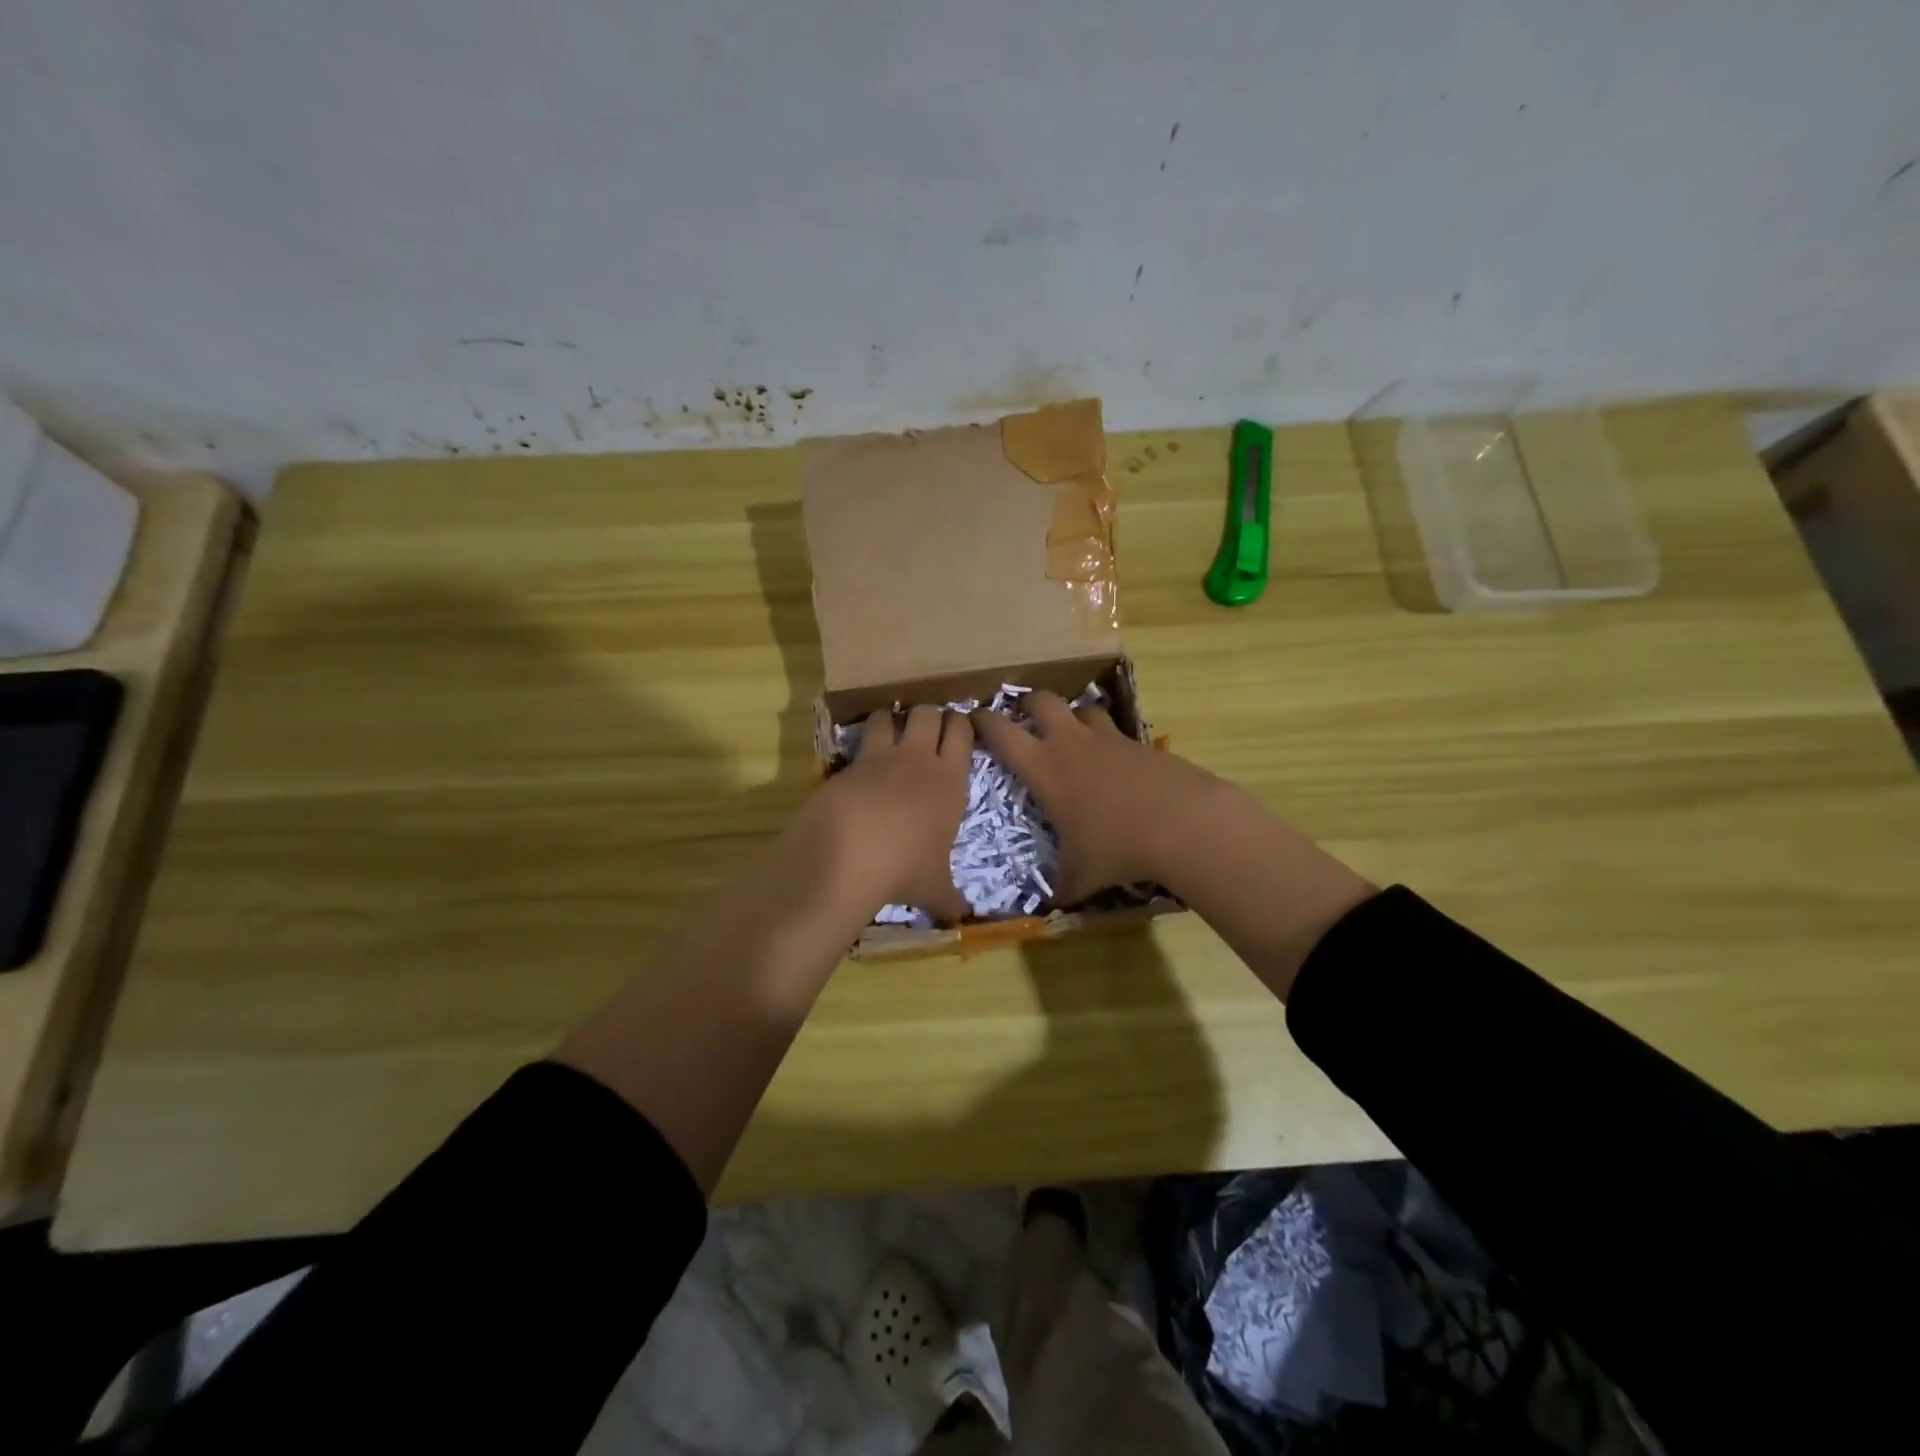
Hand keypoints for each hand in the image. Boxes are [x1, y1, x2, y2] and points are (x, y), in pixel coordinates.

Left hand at [794, 704, 972, 920]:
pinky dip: (861, 743)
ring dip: (891, 719)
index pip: (962, 733)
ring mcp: (881, 758)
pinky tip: (860, 760)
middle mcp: (919, 760)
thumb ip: (950, 898)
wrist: (848, 856)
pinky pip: (858, 740)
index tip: (959, 727)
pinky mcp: (848, 764)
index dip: (961, 724)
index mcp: (951, 781)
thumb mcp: (934, 888)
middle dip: (929, 715)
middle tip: (927, 728)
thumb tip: (963, 918)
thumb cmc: (905, 869)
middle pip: (929, 714)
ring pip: (890, 716)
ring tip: (890, 731)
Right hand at [969, 691, 1231, 903]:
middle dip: (1026, 703)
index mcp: (1045, 768)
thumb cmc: (1118, 847)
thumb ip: (1060, 887)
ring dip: (1070, 715)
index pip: (1001, 733)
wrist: (1184, 823)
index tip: (973, 718)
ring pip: (1081, 708)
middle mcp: (1072, 743)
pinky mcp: (1139, 743)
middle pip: (1041, 701)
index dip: (982, 721)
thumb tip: (1050, 907)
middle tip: (1021, 716)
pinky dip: (1105, 738)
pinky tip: (1112, 761)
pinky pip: (1114, 730)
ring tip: (1069, 732)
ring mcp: (1108, 738)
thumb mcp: (1081, 876)